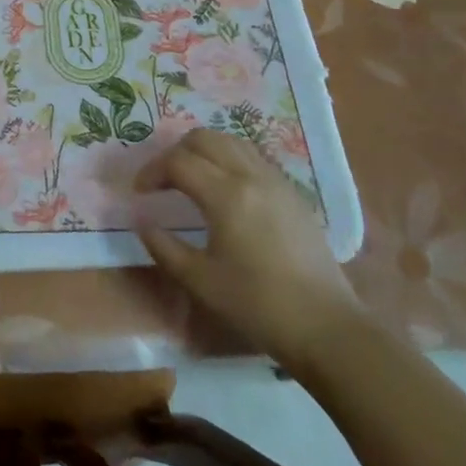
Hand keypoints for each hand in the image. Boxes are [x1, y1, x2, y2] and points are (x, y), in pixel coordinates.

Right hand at [135, 130, 360, 372]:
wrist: (326, 327)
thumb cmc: (257, 305)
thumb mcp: (199, 281)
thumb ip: (163, 246)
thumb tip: (142, 222)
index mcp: (226, 195)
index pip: (178, 162)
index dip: (151, 171)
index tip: (140, 193)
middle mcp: (251, 176)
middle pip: (204, 138)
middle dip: (175, 153)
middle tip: (163, 180)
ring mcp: (276, 181)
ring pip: (231, 141)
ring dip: (204, 151)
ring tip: (191, 178)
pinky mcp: (293, 193)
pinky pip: (253, 157)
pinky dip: (229, 159)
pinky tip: (225, 189)